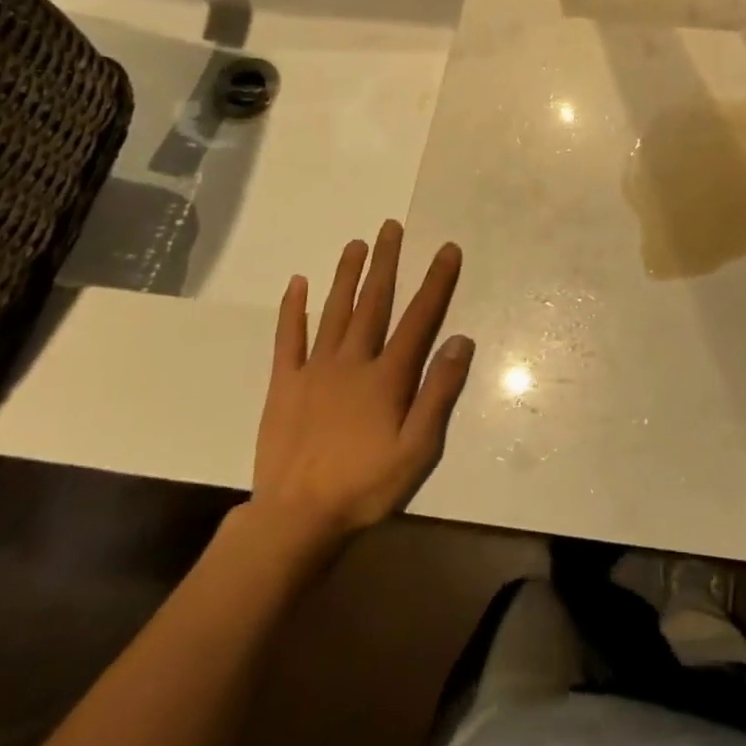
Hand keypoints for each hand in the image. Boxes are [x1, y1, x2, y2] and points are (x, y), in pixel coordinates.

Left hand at [246, 222, 473, 557]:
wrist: (295, 519)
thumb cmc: (365, 486)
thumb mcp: (417, 450)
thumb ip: (439, 393)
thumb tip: (461, 341)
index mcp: (387, 376)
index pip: (419, 318)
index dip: (436, 281)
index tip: (447, 249)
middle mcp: (352, 361)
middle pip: (374, 302)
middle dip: (386, 262)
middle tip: (391, 226)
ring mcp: (314, 370)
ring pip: (334, 311)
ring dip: (347, 275)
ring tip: (356, 243)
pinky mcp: (284, 384)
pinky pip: (288, 338)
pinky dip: (293, 309)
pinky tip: (298, 283)